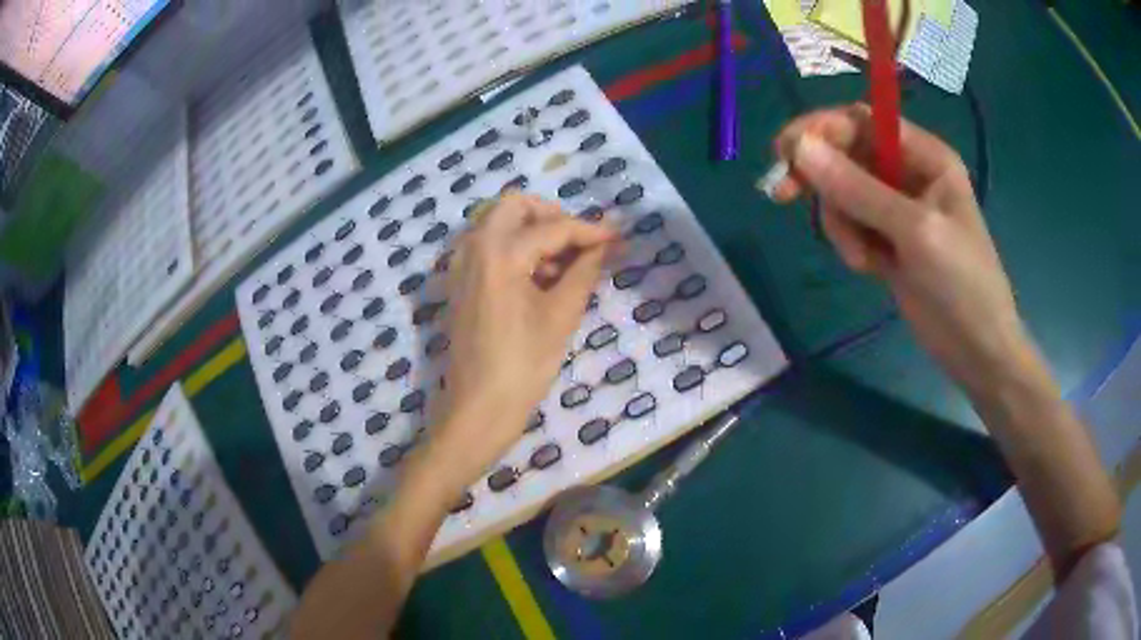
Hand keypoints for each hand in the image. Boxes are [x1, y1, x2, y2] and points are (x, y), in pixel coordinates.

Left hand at [424, 193, 615, 491]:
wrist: (478, 408)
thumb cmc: (523, 365)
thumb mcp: (561, 315)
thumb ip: (585, 270)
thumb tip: (605, 244)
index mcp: (499, 252)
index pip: (553, 227)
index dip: (590, 230)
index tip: (617, 238)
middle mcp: (473, 247)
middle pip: (515, 207)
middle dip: (552, 217)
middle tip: (581, 244)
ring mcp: (461, 264)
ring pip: (499, 225)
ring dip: (533, 233)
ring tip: (565, 268)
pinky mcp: (459, 282)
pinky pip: (488, 247)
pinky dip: (515, 249)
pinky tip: (539, 280)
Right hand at [771, 105, 1029, 393]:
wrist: (976, 351)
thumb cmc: (962, 284)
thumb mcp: (915, 231)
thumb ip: (858, 189)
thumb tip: (799, 148)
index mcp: (925, 156)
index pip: (862, 121)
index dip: (822, 129)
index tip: (786, 152)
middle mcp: (908, 174)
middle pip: (846, 154)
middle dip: (820, 177)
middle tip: (782, 194)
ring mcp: (896, 209)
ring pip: (842, 193)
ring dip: (840, 222)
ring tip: (862, 258)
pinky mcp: (887, 240)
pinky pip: (850, 225)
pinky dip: (850, 243)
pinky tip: (870, 268)